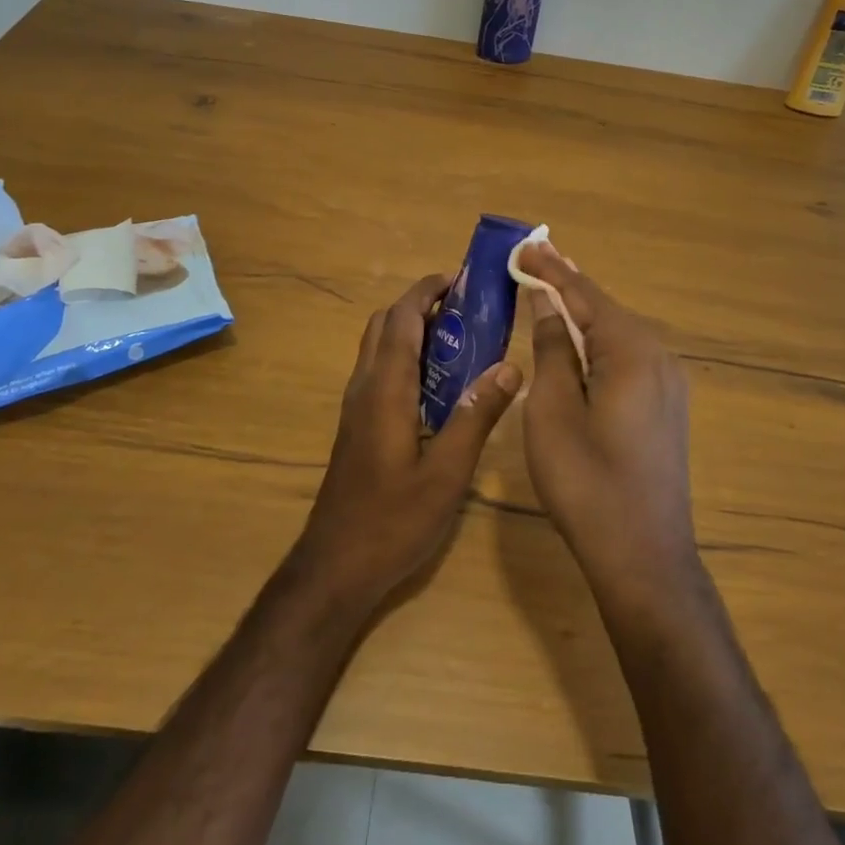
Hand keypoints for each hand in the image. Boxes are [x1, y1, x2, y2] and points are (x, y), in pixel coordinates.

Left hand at [295, 274, 521, 611]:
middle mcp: (365, 387)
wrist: (335, 567)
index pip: (402, 319)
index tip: (458, 278)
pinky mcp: (356, 426)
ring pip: (378, 347)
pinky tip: (436, 384)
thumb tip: (509, 365)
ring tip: (457, 337)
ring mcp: (356, 407)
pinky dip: (405, 355)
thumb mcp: (447, 473)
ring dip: (411, 328)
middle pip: (385, 324)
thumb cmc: (393, 520)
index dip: (426, 291)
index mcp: (386, 389)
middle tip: (463, 307)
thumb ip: (476, 416)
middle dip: (420, 304)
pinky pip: (379, 371)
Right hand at [516, 243, 697, 597]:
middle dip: (566, 285)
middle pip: (604, 308)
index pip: (583, 295)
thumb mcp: (553, 411)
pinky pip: (627, 356)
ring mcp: (668, 382)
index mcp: (631, 352)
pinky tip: (578, 339)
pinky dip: (597, 340)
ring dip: (582, 312)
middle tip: (532, 260)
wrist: (643, 557)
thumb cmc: (586, 482)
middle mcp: (658, 356)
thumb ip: (552, 349)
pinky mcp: (666, 405)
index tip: (524, 244)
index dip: (550, 269)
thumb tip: (548, 304)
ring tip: (549, 288)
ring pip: (617, 332)